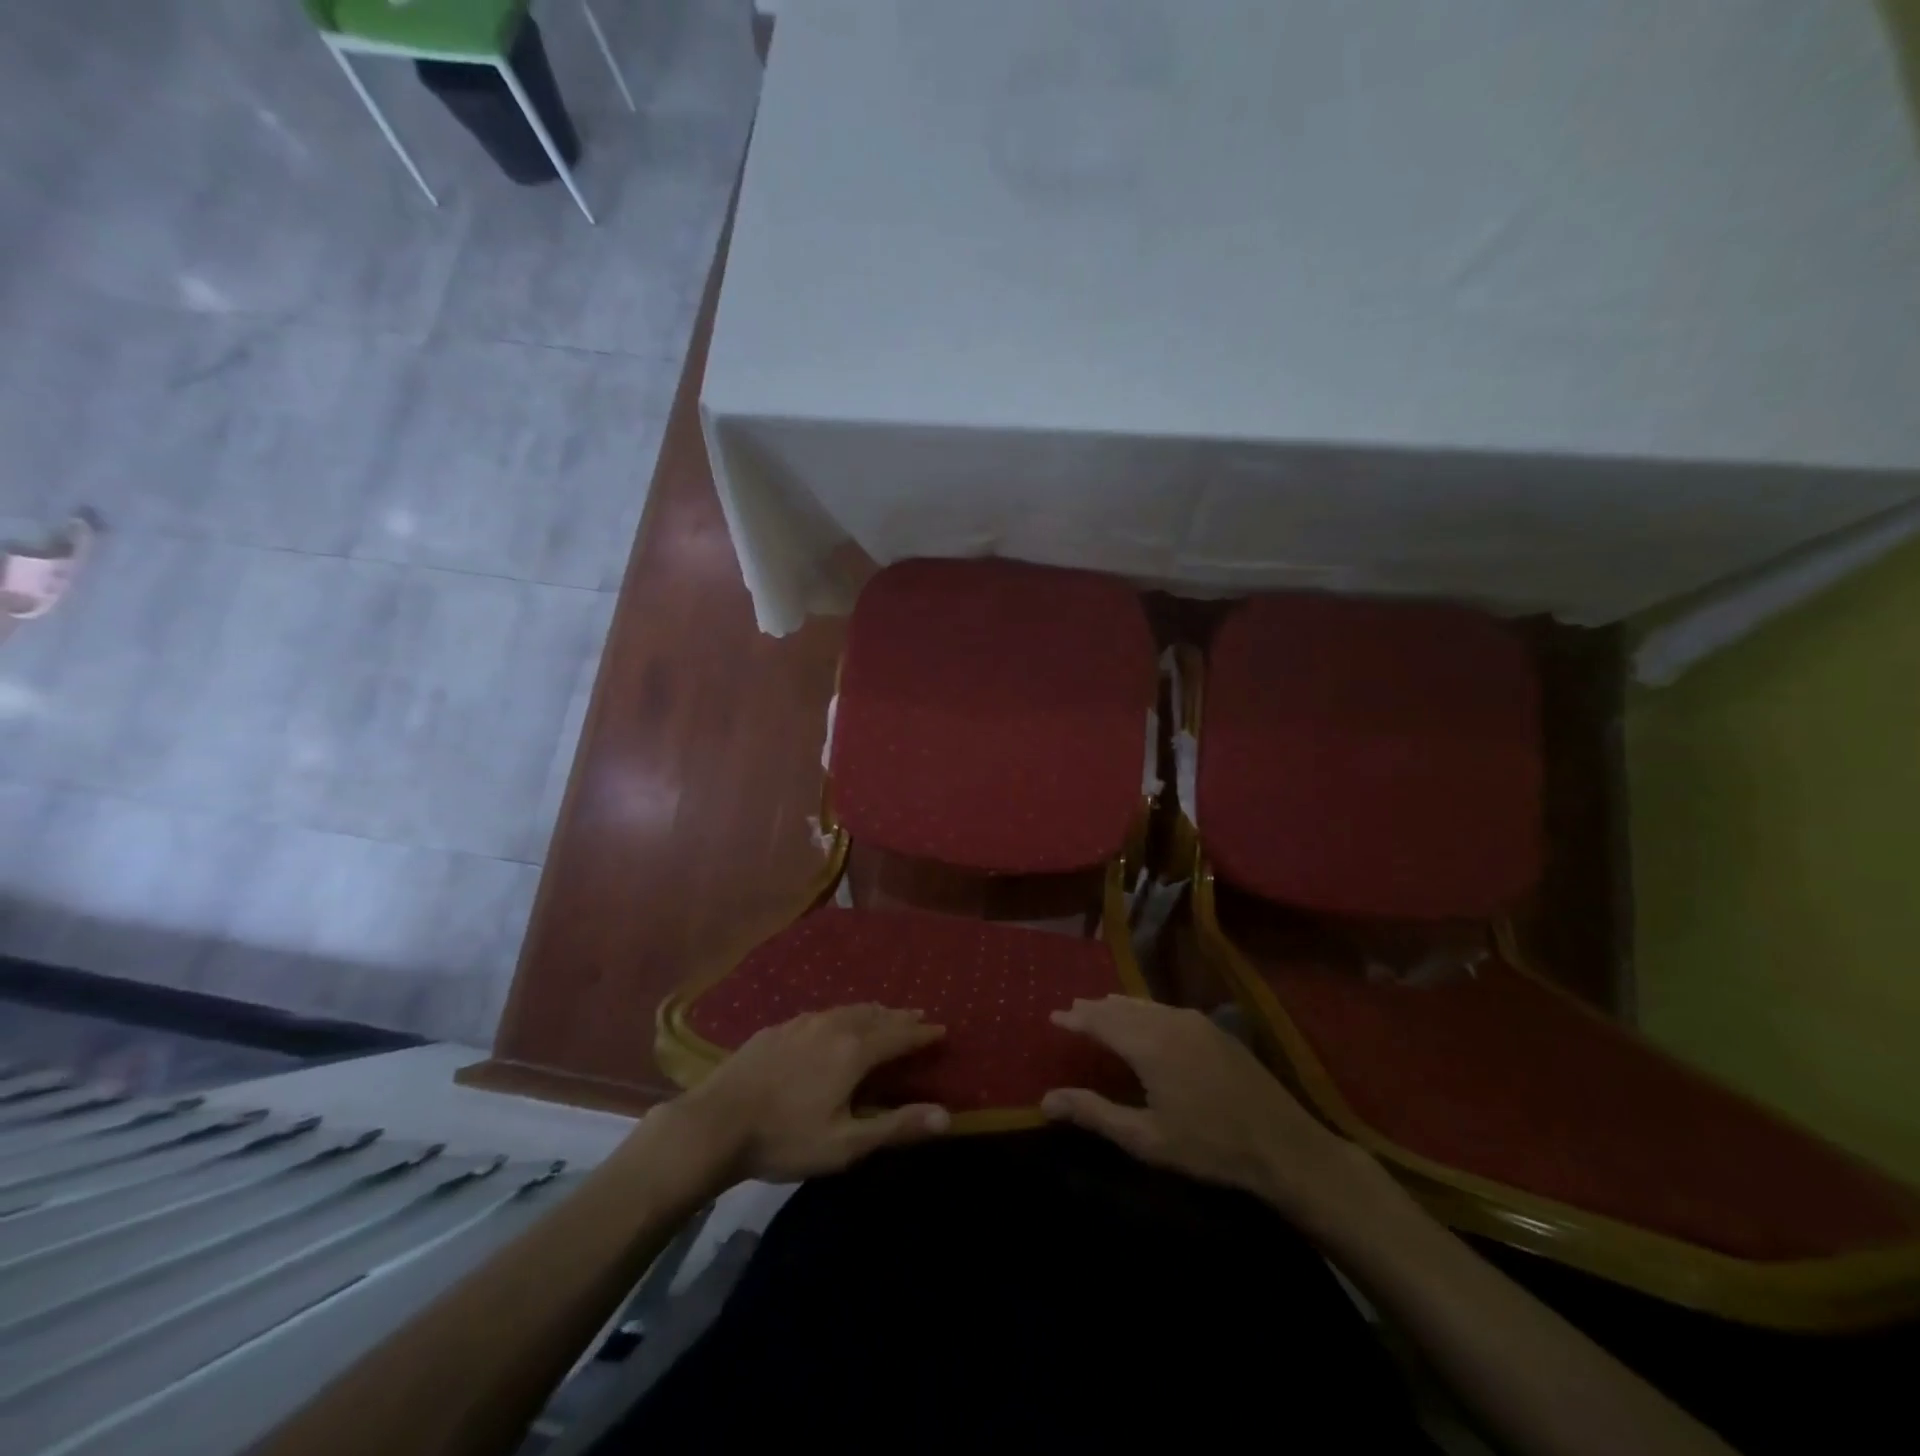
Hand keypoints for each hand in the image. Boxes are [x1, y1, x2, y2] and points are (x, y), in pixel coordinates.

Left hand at [671, 1005, 950, 1182]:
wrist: (715, 1123)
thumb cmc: (785, 1138)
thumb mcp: (845, 1143)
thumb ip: (895, 1126)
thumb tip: (947, 1116)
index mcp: (854, 1051)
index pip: (898, 1036)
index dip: (921, 1034)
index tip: (941, 1029)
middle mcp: (833, 1026)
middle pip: (875, 1015)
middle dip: (900, 1017)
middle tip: (918, 1015)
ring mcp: (802, 1023)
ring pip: (847, 1010)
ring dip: (872, 1011)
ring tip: (884, 1013)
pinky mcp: (778, 1028)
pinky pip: (822, 1014)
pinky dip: (842, 1014)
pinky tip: (834, 1021)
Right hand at [1042, 996, 1387, 1226]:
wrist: (1284, 1145)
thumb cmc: (1209, 1146)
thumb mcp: (1146, 1138)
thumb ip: (1094, 1114)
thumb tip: (1046, 1099)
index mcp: (1148, 1044)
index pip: (1100, 1022)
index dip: (1075, 1019)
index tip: (1053, 1016)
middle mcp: (1169, 1021)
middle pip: (1122, 1008)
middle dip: (1095, 1009)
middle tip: (1072, 1009)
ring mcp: (1196, 1022)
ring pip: (1145, 1006)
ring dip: (1119, 1007)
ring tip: (1101, 1007)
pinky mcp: (1215, 1030)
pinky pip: (1167, 1010)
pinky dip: (1145, 1011)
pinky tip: (1145, 1018)